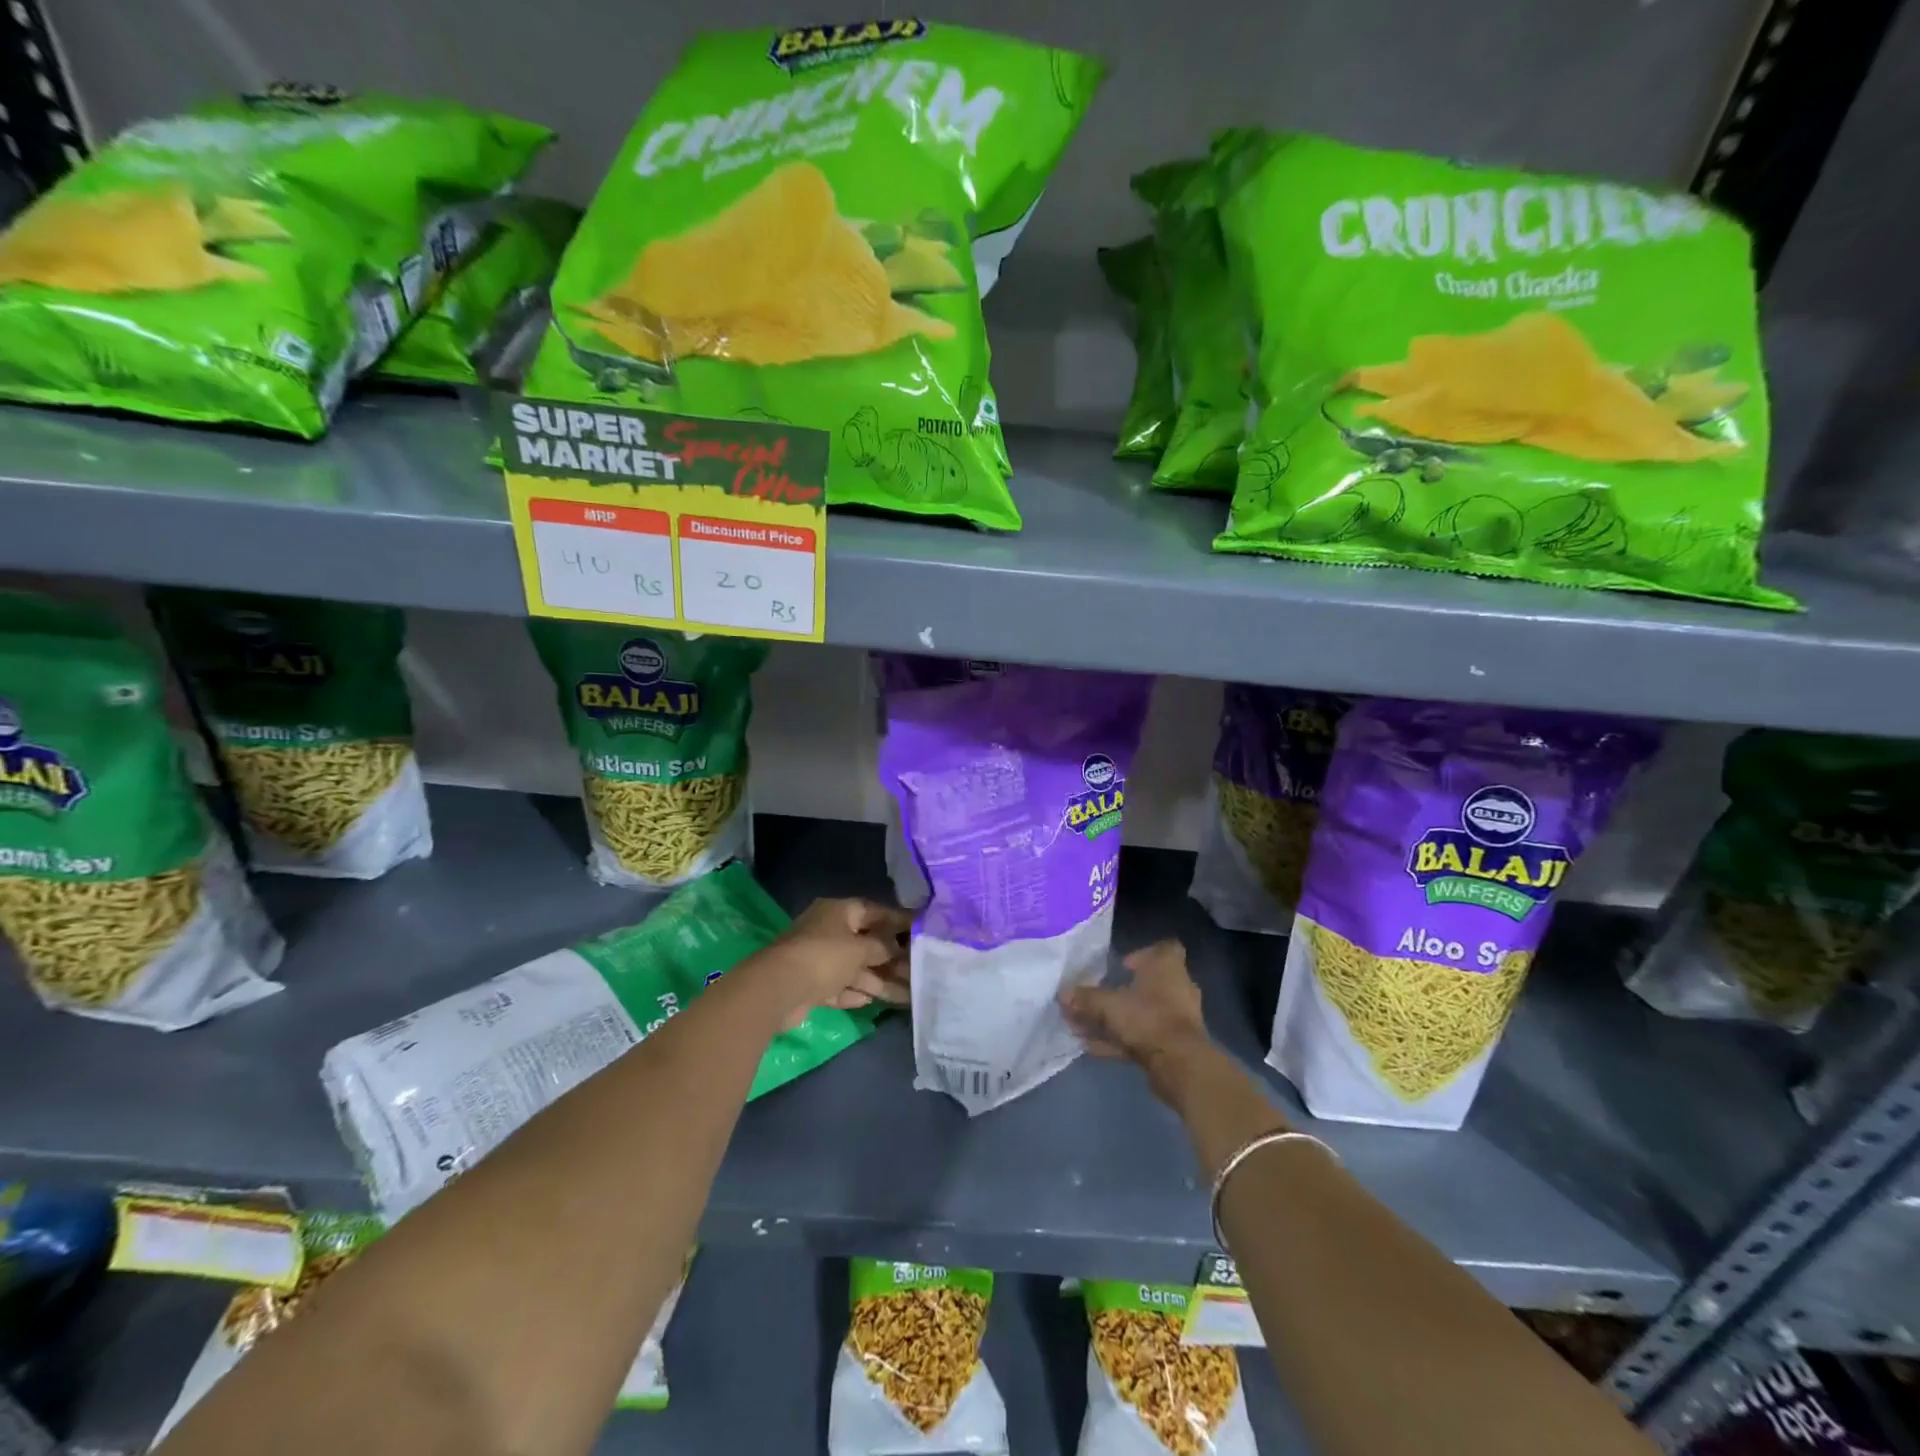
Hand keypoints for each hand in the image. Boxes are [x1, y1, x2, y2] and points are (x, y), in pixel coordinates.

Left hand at [762, 898, 912, 1029]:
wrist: (779, 989)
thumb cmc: (824, 956)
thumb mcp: (860, 948)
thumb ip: (882, 947)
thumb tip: (897, 947)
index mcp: (839, 912)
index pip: (874, 911)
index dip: (898, 920)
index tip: (921, 929)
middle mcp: (829, 931)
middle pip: (866, 943)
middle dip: (892, 958)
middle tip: (919, 970)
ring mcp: (819, 959)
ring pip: (856, 969)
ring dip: (879, 981)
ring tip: (908, 994)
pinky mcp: (812, 986)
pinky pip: (841, 987)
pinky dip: (856, 993)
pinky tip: (873, 1001)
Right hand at [1059, 939, 1216, 1107]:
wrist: (1180, 1064)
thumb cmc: (1147, 1018)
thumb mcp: (1108, 1005)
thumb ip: (1085, 998)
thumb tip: (1062, 993)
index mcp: (1168, 967)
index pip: (1165, 948)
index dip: (1144, 953)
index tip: (1123, 964)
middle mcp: (1177, 988)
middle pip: (1149, 984)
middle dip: (1122, 991)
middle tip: (1098, 997)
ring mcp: (1178, 1018)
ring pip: (1143, 1013)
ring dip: (1117, 1020)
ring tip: (1085, 1028)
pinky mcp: (1174, 1044)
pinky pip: (1144, 1036)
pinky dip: (1121, 1040)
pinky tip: (1094, 1049)